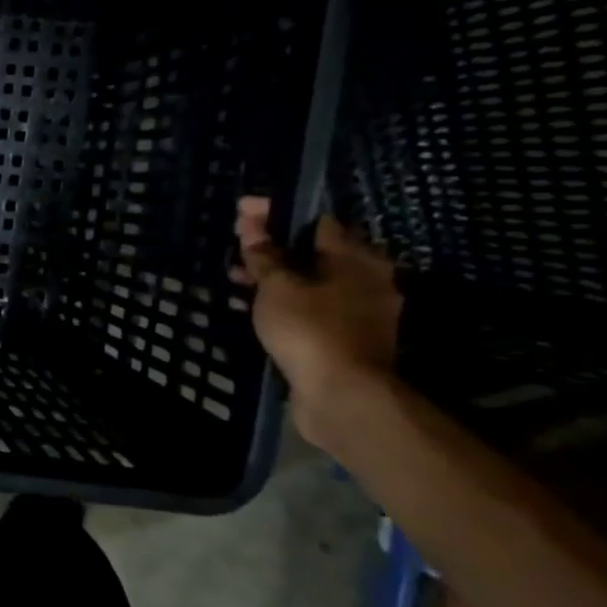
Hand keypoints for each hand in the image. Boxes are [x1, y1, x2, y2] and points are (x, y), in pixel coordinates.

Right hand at [231, 197, 402, 447]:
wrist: (343, 395)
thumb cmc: (310, 329)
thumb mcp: (276, 286)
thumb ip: (264, 255)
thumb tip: (252, 226)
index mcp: (358, 257)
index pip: (314, 219)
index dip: (276, 212)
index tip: (242, 211)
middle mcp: (369, 278)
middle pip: (314, 251)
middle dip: (274, 246)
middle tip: (238, 246)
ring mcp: (362, 311)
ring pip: (312, 281)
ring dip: (277, 277)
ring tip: (238, 279)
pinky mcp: (349, 338)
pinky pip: (313, 307)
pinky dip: (287, 302)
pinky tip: (258, 307)